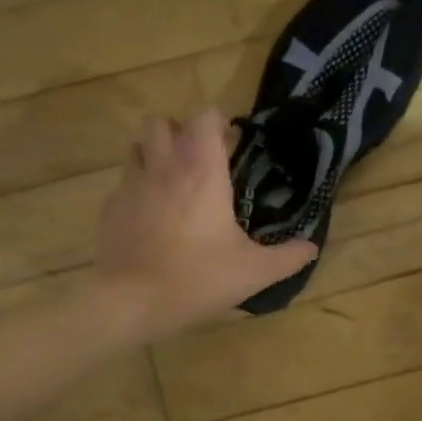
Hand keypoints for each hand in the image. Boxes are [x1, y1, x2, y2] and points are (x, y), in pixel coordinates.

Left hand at [93, 109, 317, 339]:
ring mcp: (131, 186)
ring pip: (136, 147)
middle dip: (180, 133)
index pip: (205, 117)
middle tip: (198, 161)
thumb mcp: (253, 272)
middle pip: (162, 123)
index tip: (231, 145)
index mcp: (202, 171)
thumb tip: (311, 248)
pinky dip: (137, 190)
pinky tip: (149, 217)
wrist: (130, 303)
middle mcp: (163, 167)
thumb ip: (287, 257)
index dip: (218, 124)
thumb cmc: (198, 278)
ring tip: (172, 182)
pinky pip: (123, 185)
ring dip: (154, 154)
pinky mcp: (110, 209)